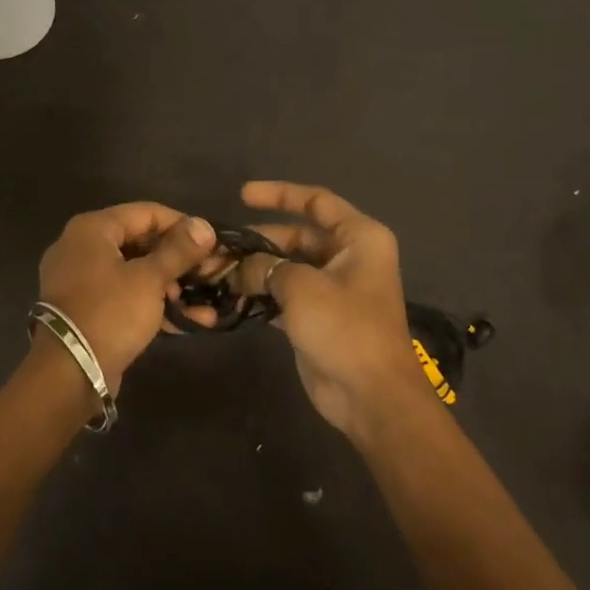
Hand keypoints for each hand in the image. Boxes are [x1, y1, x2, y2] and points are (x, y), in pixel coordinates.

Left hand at [37, 203, 216, 388]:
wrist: (70, 372)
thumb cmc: (110, 312)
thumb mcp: (150, 279)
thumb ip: (179, 251)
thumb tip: (204, 226)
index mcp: (92, 229)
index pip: (146, 212)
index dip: (182, 225)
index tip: (212, 243)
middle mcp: (82, 247)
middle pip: (141, 242)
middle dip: (180, 260)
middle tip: (212, 274)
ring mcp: (82, 280)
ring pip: (136, 272)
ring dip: (172, 286)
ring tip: (206, 303)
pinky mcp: (88, 309)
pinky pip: (126, 296)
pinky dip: (154, 304)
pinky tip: (190, 320)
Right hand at [234, 181, 434, 441]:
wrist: (371, 396)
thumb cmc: (345, 329)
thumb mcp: (302, 287)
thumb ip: (267, 267)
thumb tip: (240, 267)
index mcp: (359, 238)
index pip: (316, 202)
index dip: (279, 194)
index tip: (242, 195)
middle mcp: (348, 257)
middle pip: (297, 235)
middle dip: (259, 240)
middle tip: (220, 249)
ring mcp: (334, 289)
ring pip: (288, 266)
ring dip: (256, 270)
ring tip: (218, 273)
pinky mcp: (319, 316)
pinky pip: (286, 294)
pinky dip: (262, 294)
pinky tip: (232, 298)